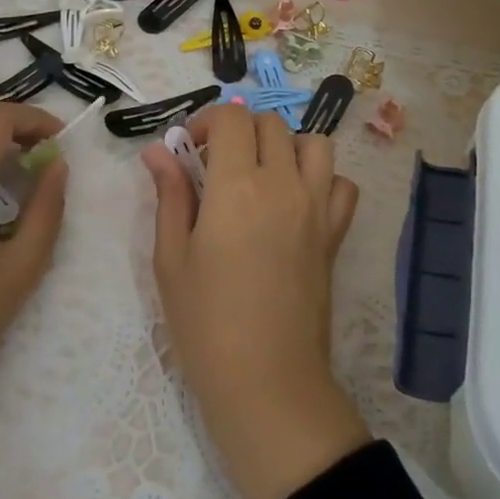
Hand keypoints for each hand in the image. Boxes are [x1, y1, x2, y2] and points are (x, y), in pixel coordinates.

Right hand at [143, 105, 368, 498]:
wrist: (266, 380)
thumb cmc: (205, 322)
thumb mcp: (171, 258)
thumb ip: (170, 195)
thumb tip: (158, 151)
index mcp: (237, 186)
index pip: (231, 118)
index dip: (207, 122)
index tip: (190, 150)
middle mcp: (283, 184)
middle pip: (270, 125)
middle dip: (239, 132)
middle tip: (217, 167)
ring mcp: (317, 207)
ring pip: (314, 144)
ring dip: (286, 146)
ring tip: (261, 176)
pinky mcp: (335, 233)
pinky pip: (342, 185)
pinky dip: (323, 180)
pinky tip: (297, 203)